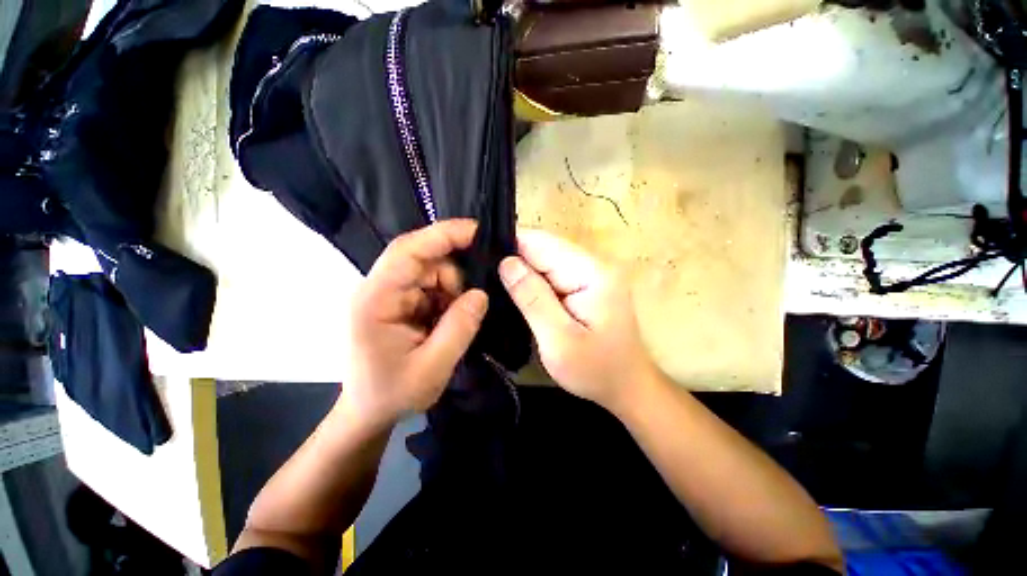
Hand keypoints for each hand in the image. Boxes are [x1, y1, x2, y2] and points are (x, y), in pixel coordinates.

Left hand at [342, 219, 487, 426]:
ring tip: (454, 324)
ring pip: (432, 274)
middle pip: (425, 262)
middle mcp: (379, 289)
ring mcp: (389, 295)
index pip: (407, 251)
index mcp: (376, 300)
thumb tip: (481, 294)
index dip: (443, 235)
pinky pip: (431, 289)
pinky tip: (448, 323)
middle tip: (470, 307)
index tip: (477, 231)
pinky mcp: (400, 303)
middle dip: (455, 278)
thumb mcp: (432, 367)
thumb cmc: (392, 393)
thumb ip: (459, 328)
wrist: (369, 412)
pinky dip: (447, 300)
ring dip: (452, 293)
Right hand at [498, 229, 658, 411]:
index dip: (510, 246)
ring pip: (544, 260)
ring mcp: (589, 273)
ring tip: (494, 285)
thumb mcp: (559, 340)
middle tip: (483, 277)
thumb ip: (533, 298)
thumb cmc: (596, 370)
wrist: (627, 386)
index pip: (542, 243)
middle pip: (543, 248)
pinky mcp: (583, 284)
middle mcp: (593, 264)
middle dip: (513, 260)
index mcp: (592, 272)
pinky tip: (515, 293)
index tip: (480, 258)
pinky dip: (532, 281)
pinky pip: (550, 274)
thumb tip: (506, 262)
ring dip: (521, 271)